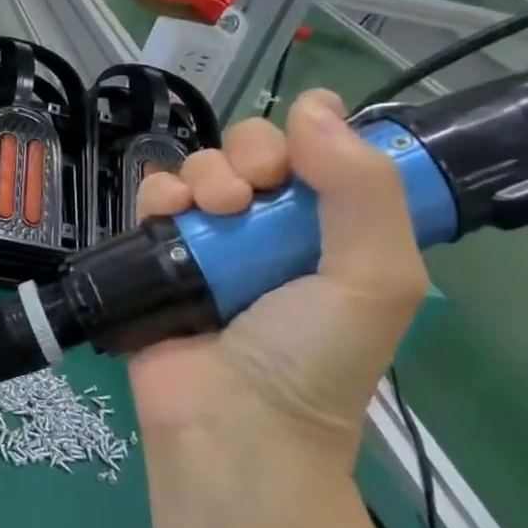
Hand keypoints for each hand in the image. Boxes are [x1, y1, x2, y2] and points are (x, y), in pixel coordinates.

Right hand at [129, 89, 428, 466]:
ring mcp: (209, 241)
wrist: (231, 425)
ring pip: (202, 167)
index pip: (317, 154)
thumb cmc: (312, 358)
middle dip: (250, 155)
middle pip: (254, 152)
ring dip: (206, 174)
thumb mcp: (374, 278)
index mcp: (329, 232)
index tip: (298, 163)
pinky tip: (170, 213)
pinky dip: (159, 192)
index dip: (307, 140)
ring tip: (214, 213)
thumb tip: (316, 103)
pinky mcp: (156, 253)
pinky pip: (153, 196)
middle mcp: (270, 229)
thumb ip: (363, 189)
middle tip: (252, 196)